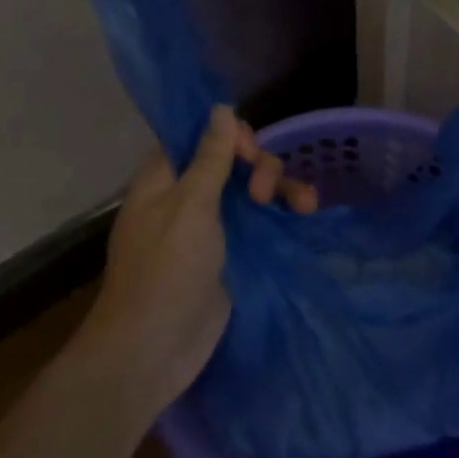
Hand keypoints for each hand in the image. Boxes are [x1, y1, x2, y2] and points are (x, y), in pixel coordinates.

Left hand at [82, 107, 316, 418]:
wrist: (154, 349)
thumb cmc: (166, 269)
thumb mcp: (190, 204)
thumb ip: (211, 156)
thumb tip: (221, 108)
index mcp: (165, 177)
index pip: (200, 136)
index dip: (229, 135)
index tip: (248, 152)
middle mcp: (186, 195)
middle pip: (231, 160)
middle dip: (257, 166)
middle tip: (261, 193)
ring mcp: (210, 226)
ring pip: (250, 190)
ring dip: (278, 188)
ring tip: (304, 204)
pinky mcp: (230, 253)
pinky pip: (259, 221)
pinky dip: (281, 214)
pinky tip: (304, 213)